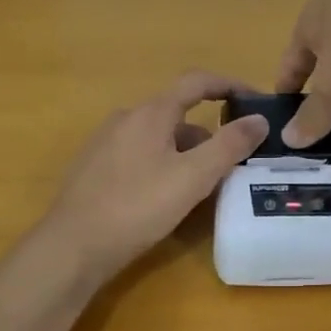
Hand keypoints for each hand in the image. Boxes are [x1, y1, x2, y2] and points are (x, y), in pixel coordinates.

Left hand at [38, 71, 269, 282]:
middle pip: (178, 114)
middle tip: (233, 162)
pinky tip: (167, 199)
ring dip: (187, 153)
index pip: (196, 82)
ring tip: (205, 187)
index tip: (254, 98)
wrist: (71, 248)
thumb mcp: (193, 177)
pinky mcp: (94, 169)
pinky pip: (140, 155)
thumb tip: (260, 118)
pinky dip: (164, 165)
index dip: (228, 84)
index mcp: (151, 112)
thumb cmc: (137, 207)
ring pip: (159, 138)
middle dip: (209, 134)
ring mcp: (106, 143)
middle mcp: (126, 118)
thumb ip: (229, 145)